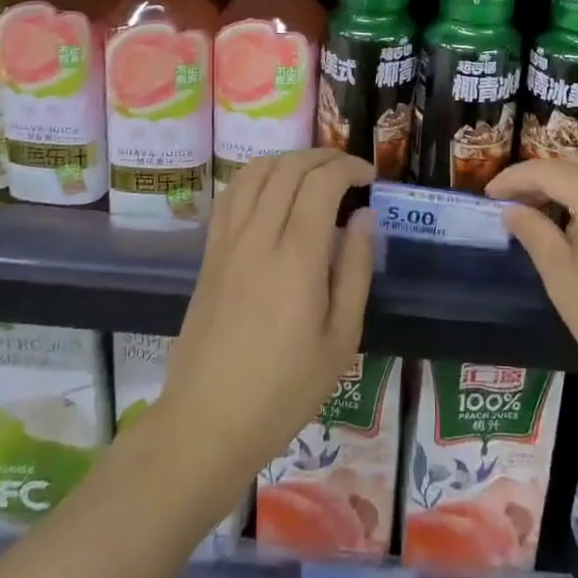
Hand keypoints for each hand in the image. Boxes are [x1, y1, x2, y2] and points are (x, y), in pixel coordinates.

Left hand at [162, 150, 376, 497]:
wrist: (207, 420)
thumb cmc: (285, 388)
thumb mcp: (341, 339)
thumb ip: (356, 269)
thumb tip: (364, 216)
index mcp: (296, 257)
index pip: (321, 182)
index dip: (349, 167)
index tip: (370, 176)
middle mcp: (258, 235)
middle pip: (289, 167)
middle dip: (325, 157)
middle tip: (349, 171)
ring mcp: (228, 240)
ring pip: (257, 171)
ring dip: (290, 160)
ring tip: (314, 175)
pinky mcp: (210, 251)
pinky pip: (232, 193)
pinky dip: (257, 176)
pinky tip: (272, 191)